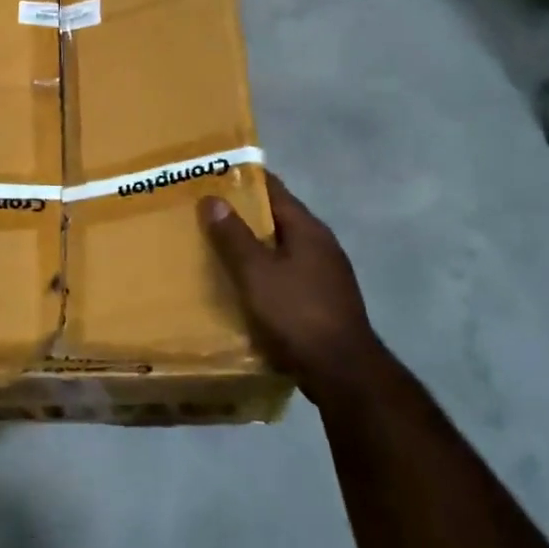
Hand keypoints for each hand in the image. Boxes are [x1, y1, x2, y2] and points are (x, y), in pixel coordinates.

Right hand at [203, 171, 376, 401]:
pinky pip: (287, 274)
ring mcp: (326, 275)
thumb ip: (233, 236)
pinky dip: (265, 272)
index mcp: (308, 229)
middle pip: (278, 219)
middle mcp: (321, 245)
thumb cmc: (296, 313)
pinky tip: (244, 285)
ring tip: (217, 247)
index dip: (244, 179)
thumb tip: (213, 198)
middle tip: (205, 212)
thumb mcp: (256, 273)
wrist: (343, 372)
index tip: (213, 175)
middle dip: (244, 214)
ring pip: (283, 248)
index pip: (274, 190)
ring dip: (254, 246)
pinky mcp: (323, 301)